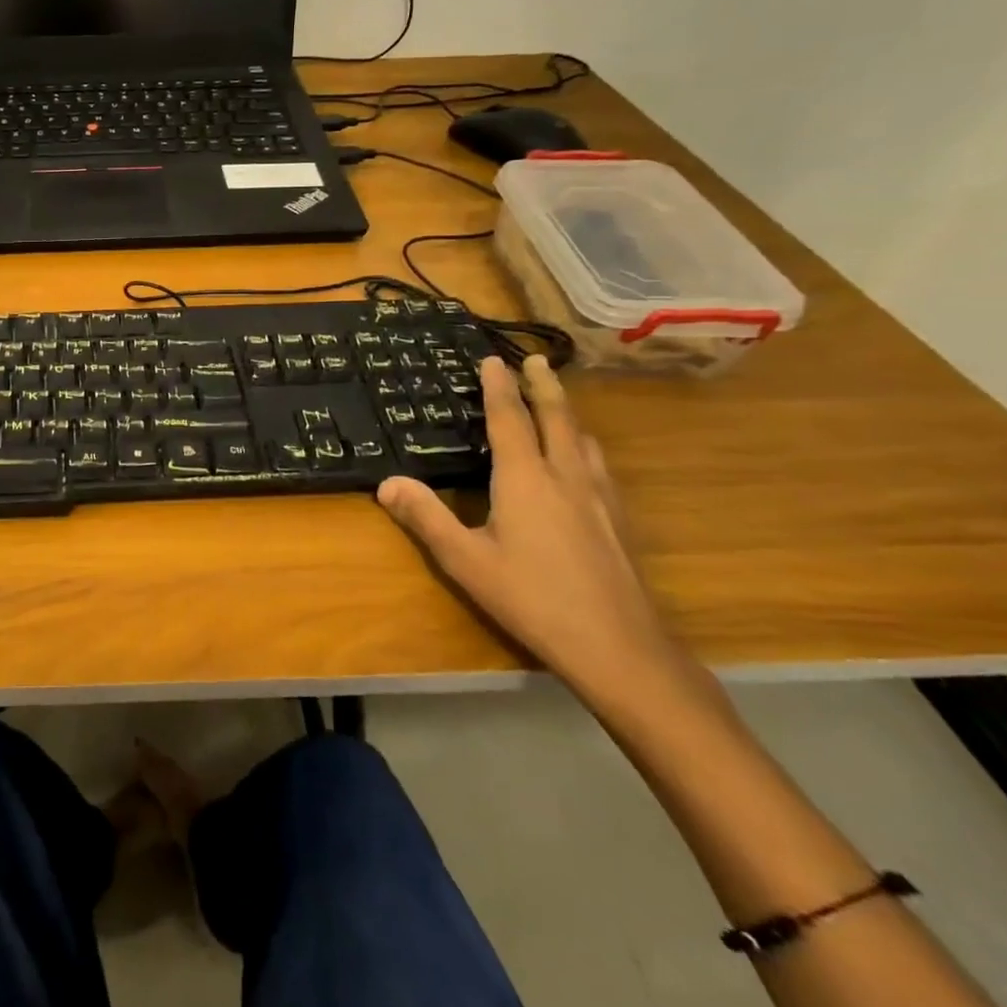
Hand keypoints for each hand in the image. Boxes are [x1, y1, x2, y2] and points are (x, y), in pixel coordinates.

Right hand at [376, 355, 684, 707]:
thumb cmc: (532, 598)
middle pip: (558, 418)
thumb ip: (426, 518)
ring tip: (559, 403)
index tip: (495, 359)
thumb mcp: (465, 561)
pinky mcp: (618, 521)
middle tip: (538, 360)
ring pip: (584, 440)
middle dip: (545, 386)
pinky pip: (599, 465)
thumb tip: (386, 483)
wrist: (619, 647)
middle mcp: (566, 477)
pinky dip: (584, 445)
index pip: (510, 420)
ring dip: (568, 413)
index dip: (500, 388)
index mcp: (526, 479)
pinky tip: (584, 464)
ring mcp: (600, 499)